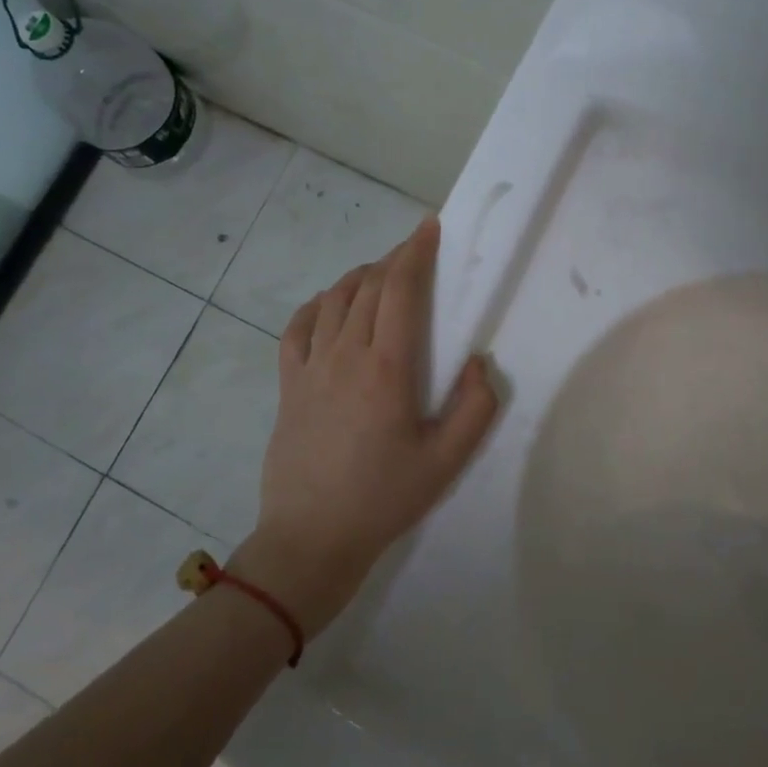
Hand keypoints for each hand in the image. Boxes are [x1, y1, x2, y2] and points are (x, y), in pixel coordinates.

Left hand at [230, 218, 499, 636]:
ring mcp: (311, 367)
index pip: (401, 290)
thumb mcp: (446, 462)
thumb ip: (474, 408)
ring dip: (361, 277)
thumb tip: (478, 362)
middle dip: (395, 259)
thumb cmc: (384, 499)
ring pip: (335, 299)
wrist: (311, 538)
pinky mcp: (289, 384)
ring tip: (381, 276)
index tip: (429, 228)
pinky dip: (319, 305)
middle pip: (370, 286)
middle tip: (416, 252)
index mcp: (387, 368)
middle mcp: (345, 354)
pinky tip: (331, 308)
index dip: (416, 252)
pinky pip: (298, 327)